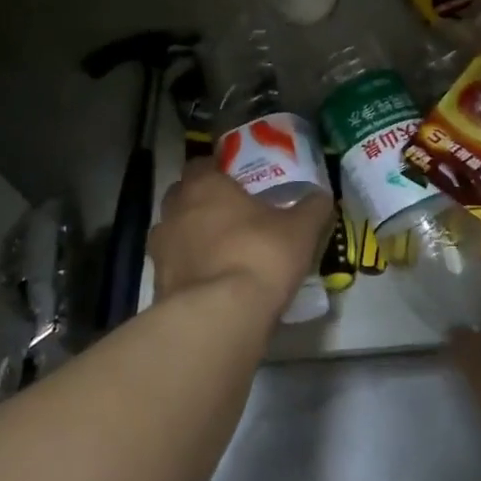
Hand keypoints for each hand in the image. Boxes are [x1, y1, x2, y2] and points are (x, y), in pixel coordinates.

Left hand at [150, 158, 332, 315]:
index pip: (201, 164)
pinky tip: (215, 281)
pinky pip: (175, 267)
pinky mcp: (158, 284)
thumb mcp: (300, 229)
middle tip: (233, 214)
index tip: (237, 180)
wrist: (219, 316)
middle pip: (183, 196)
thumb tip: (321, 197)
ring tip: (223, 250)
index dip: (217, 170)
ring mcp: (161, 248)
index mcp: (204, 186)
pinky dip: (191, 269)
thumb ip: (312, 208)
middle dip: (202, 202)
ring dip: (193, 236)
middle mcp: (174, 211)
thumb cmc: (260, 255)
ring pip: (175, 232)